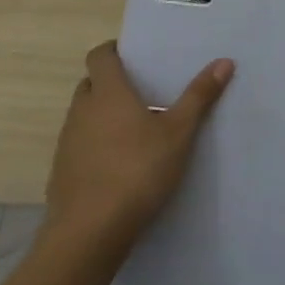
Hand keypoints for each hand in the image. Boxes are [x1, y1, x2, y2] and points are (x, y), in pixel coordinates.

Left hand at [45, 41, 233, 245]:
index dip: (113, 51)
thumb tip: (224, 61)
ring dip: (101, 116)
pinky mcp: (60, 173)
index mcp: (108, 92)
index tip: (134, 57)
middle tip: (141, 93)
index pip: (100, 55)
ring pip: (82, 116)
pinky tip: (116, 167)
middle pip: (91, 84)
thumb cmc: (137, 171)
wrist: (89, 233)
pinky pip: (78, 146)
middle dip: (110, 84)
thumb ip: (199, 96)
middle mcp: (81, 110)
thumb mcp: (178, 133)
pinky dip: (93, 147)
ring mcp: (67, 142)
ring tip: (133, 131)